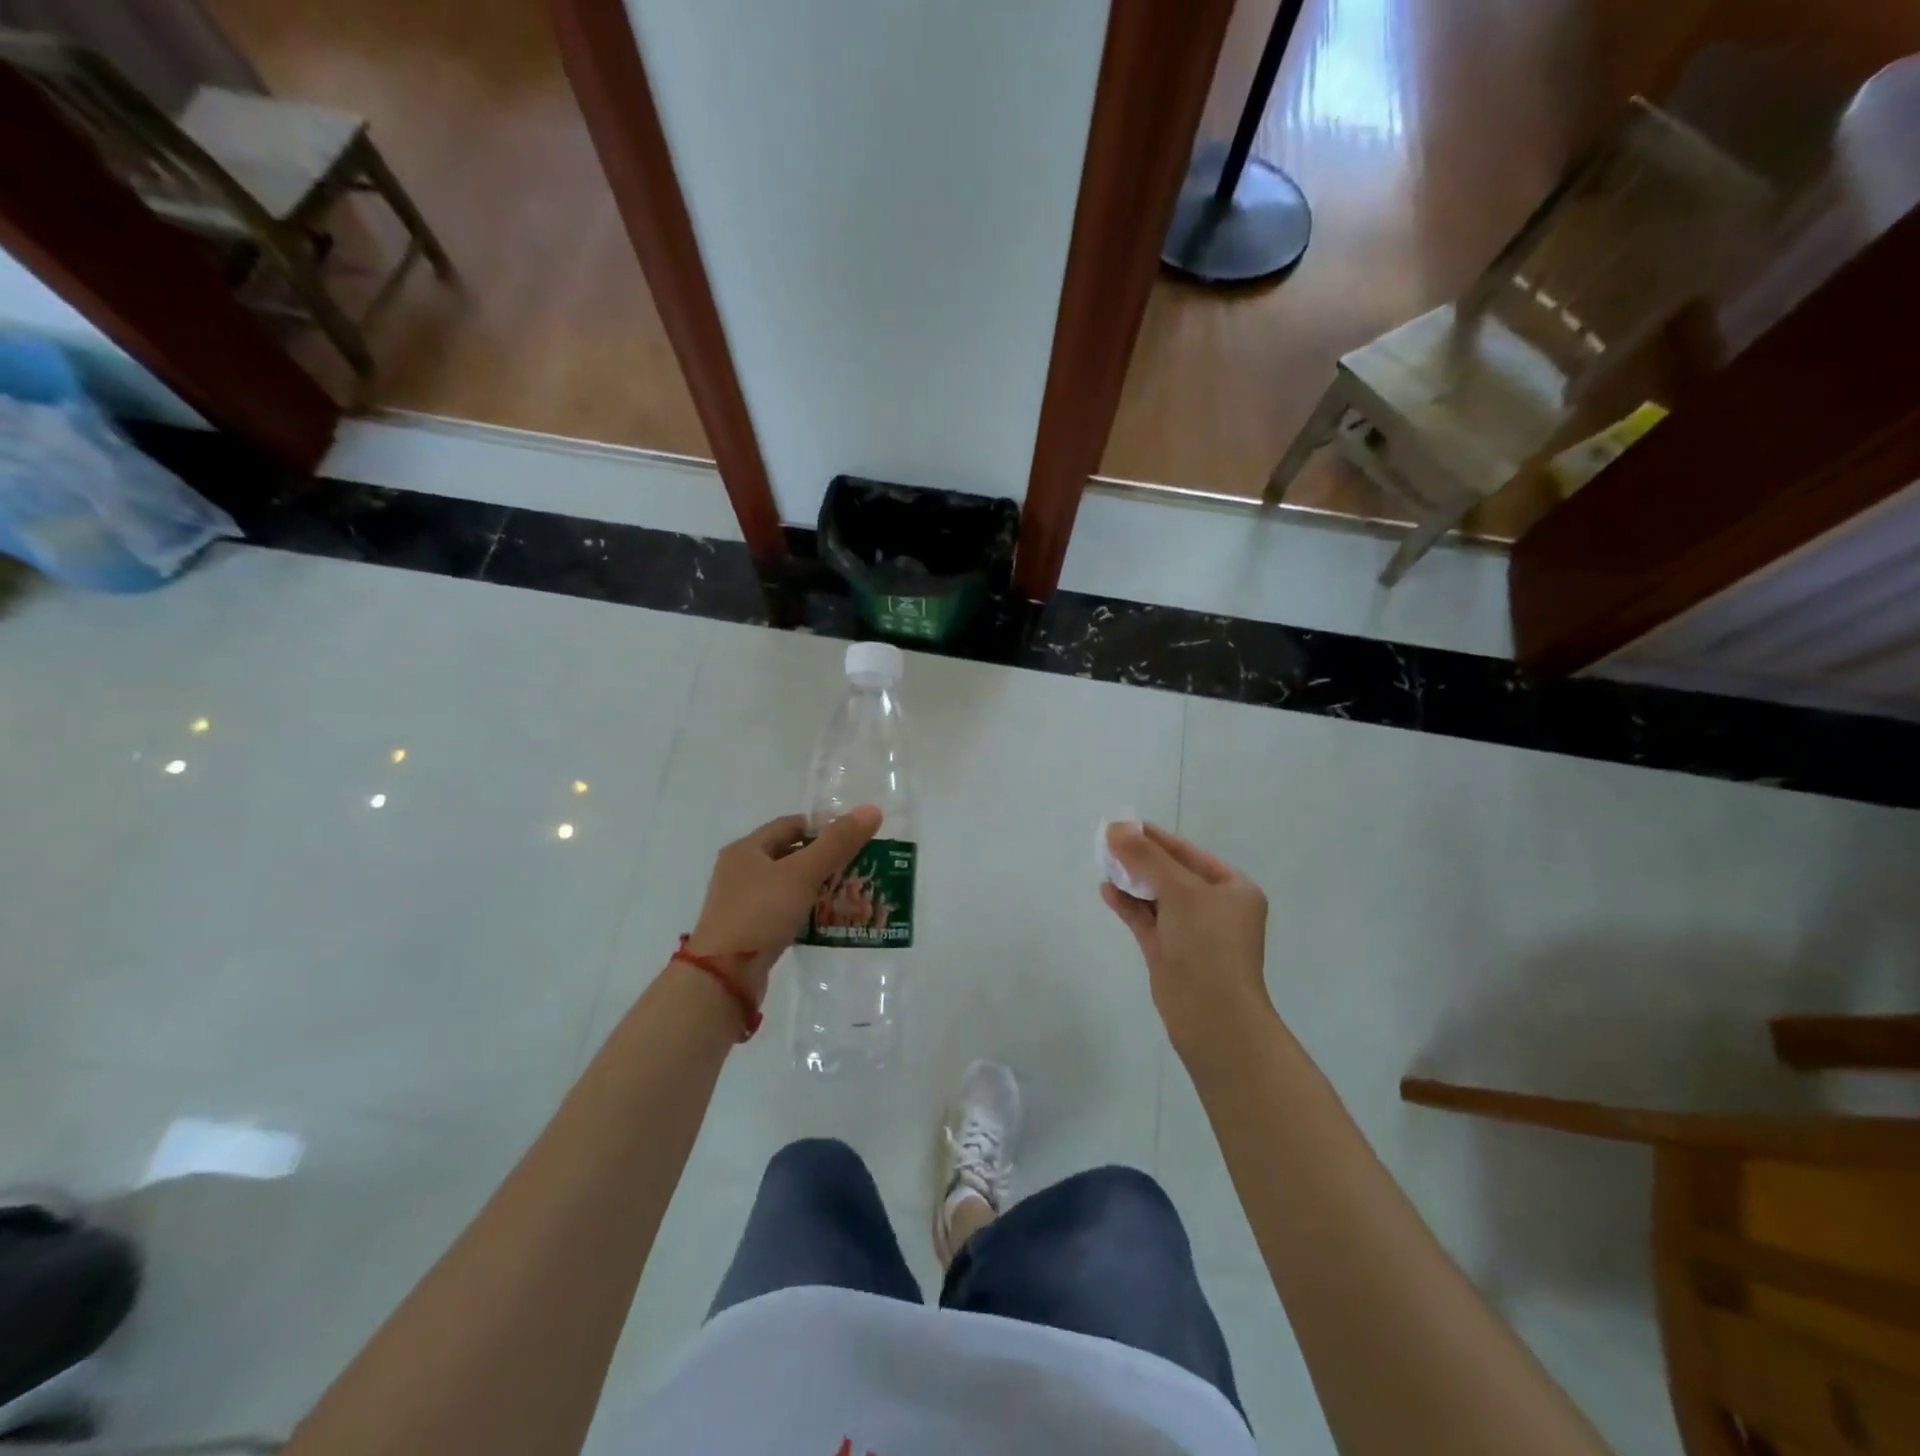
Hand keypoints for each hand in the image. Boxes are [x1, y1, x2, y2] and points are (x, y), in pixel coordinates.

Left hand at [687, 807, 882, 996]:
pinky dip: (805, 910)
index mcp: (746, 849)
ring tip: (848, 892)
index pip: (790, 824)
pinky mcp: (749, 931)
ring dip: (816, 886)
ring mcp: (742, 903)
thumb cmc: (760, 913)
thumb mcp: (802, 873)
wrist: (723, 977)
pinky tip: (826, 919)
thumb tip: (871, 810)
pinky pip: (783, 911)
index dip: (822, 826)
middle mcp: (740, 871)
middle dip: (823, 858)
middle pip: (789, 854)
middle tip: (857, 865)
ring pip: (787, 885)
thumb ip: (837, 843)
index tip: (853, 836)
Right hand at [1102, 823, 1273, 1064]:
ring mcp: (1192, 932)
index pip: (1190, 854)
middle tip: (1107, 842)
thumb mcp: (1180, 891)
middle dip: (1140, 859)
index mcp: (1233, 889)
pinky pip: (1146, 920)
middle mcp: (1215, 908)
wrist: (1212, 1016)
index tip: (1125, 825)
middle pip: (1171, 874)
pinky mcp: (1170, 953)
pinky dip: (1128, 905)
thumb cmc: (1208, 944)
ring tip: (1103, 863)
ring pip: (1157, 897)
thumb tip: (1116, 827)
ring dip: (1132, 881)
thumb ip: (1146, 857)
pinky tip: (1107, 891)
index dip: (1157, 838)